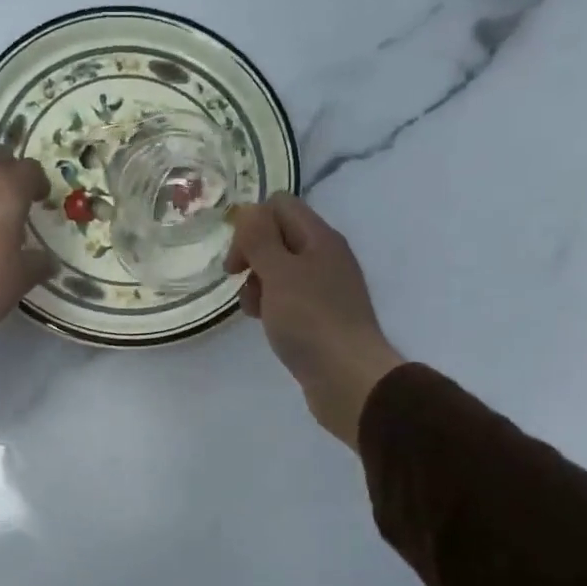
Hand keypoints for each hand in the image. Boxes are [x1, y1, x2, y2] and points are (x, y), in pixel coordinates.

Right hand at [226, 195, 403, 447]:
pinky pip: (288, 296)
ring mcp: (324, 287)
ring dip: (257, 282)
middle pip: (277, 235)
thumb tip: (249, 211)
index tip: (238, 257)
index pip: (279, 205)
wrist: (349, 379)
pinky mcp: (320, 315)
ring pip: (279, 268)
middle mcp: (325, 256)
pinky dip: (270, 303)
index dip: (251, 224)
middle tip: (237, 279)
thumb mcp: (279, 274)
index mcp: (319, 238)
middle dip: (251, 253)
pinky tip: (265, 322)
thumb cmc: (310, 321)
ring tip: (254, 308)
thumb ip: (260, 238)